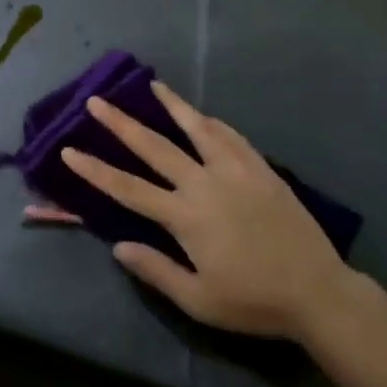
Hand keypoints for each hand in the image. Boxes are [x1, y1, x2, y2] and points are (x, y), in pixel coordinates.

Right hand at [62, 81, 352, 341]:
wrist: (318, 293)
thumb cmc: (254, 301)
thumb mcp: (199, 300)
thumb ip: (156, 270)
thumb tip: (118, 246)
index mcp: (185, 216)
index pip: (128, 188)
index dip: (95, 169)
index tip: (69, 150)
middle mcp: (205, 184)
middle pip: (155, 147)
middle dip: (121, 123)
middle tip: (97, 101)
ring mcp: (236, 171)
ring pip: (197, 129)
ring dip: (171, 105)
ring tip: (153, 85)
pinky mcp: (261, 169)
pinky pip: (232, 137)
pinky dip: (213, 123)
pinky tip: (204, 115)